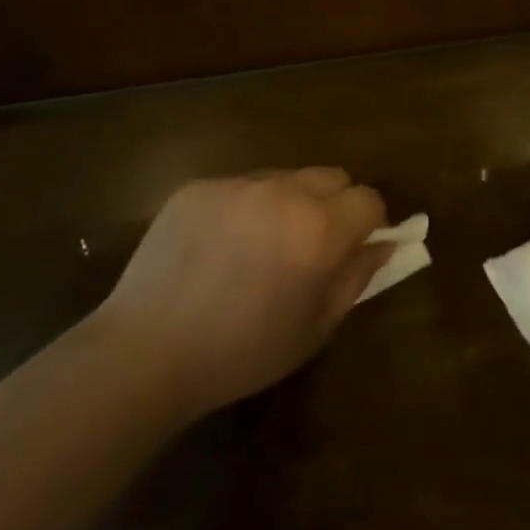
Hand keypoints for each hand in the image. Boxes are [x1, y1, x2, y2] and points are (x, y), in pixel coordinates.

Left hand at [97, 168, 390, 418]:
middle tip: (310, 246)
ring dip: (289, 202)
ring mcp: (237, 184)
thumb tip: (384, 243)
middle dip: (334, 204)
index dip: (369, 223)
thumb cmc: (240, 353)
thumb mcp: (314, 329)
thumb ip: (356, 278)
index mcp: (318, 229)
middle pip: (332, 176)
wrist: (145, 351)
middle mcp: (283, 191)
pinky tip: (219, 247)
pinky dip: (245, 207)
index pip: (368, 198)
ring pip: (286, 177)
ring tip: (259, 247)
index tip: (353, 249)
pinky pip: (240, 186)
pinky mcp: (199, 186)